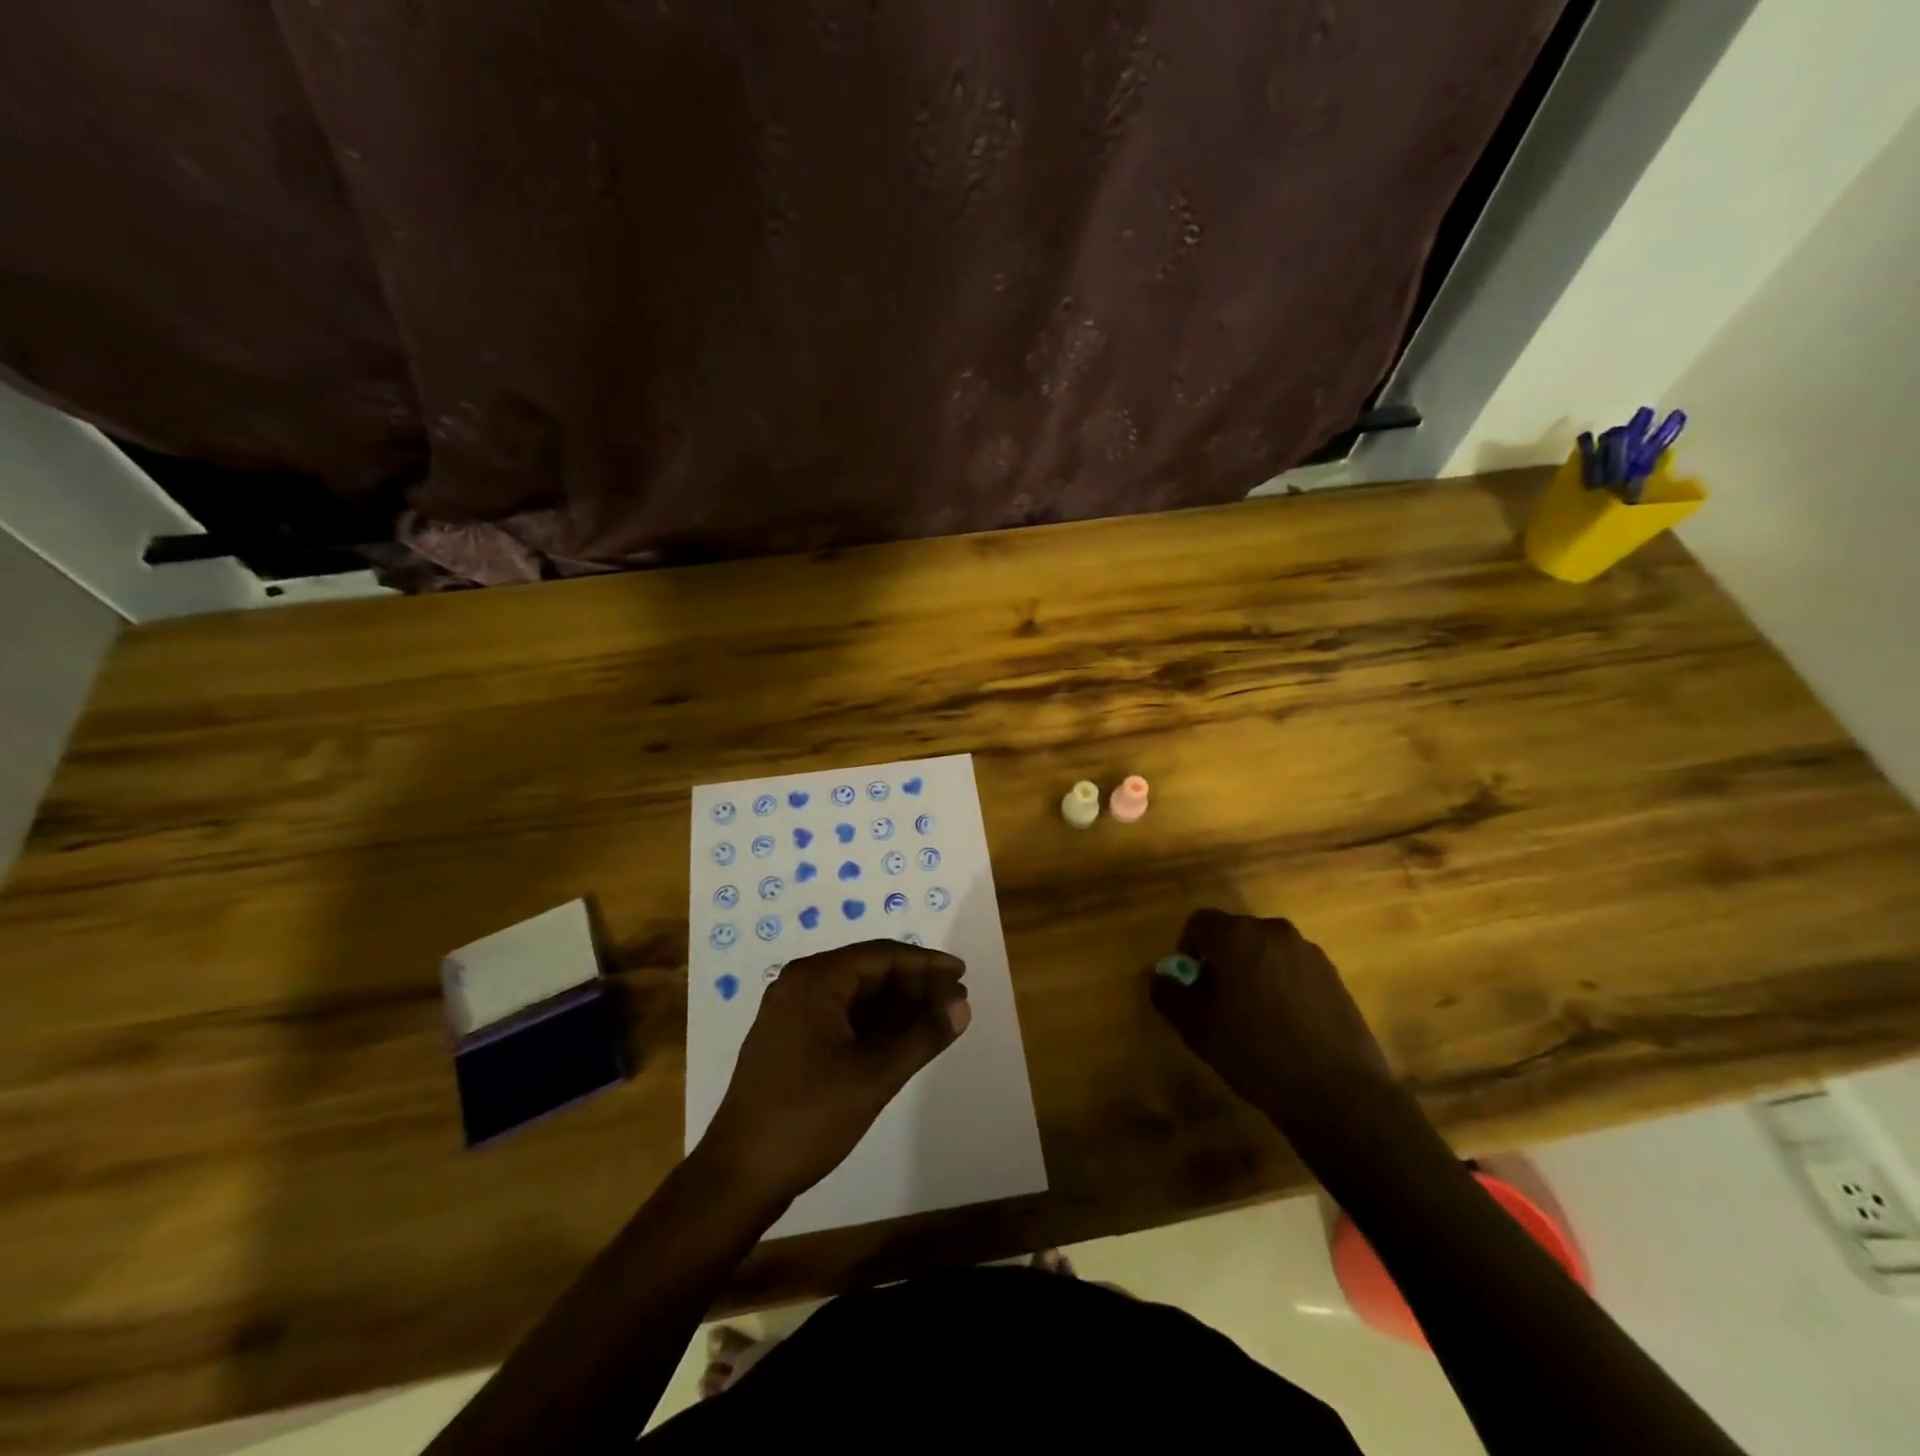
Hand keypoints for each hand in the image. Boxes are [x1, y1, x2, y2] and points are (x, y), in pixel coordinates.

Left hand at [699, 940, 970, 1206]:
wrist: (738, 1176)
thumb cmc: (808, 1117)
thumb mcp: (874, 1076)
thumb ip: (923, 1036)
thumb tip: (962, 1006)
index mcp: (815, 980)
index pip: (882, 955)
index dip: (926, 964)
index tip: (962, 975)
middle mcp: (801, 985)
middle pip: (870, 972)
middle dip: (915, 986)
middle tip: (955, 1004)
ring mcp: (793, 1013)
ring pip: (857, 997)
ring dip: (898, 1008)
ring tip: (938, 1023)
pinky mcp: (792, 1040)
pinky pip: (842, 1018)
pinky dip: (875, 1026)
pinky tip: (904, 1041)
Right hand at [1149, 909, 1400, 1145]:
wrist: (1339, 1094)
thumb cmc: (1257, 1055)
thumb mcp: (1198, 1030)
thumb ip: (1170, 996)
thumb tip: (1160, 977)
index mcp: (1237, 937)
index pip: (1200, 922)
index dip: (1187, 948)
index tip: (1189, 983)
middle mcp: (1273, 932)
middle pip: (1235, 934)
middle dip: (1220, 960)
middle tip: (1217, 1001)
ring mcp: (1308, 952)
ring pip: (1265, 950)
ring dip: (1252, 970)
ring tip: (1253, 1015)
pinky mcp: (1333, 975)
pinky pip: (1293, 967)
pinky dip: (1281, 983)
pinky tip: (1285, 1024)